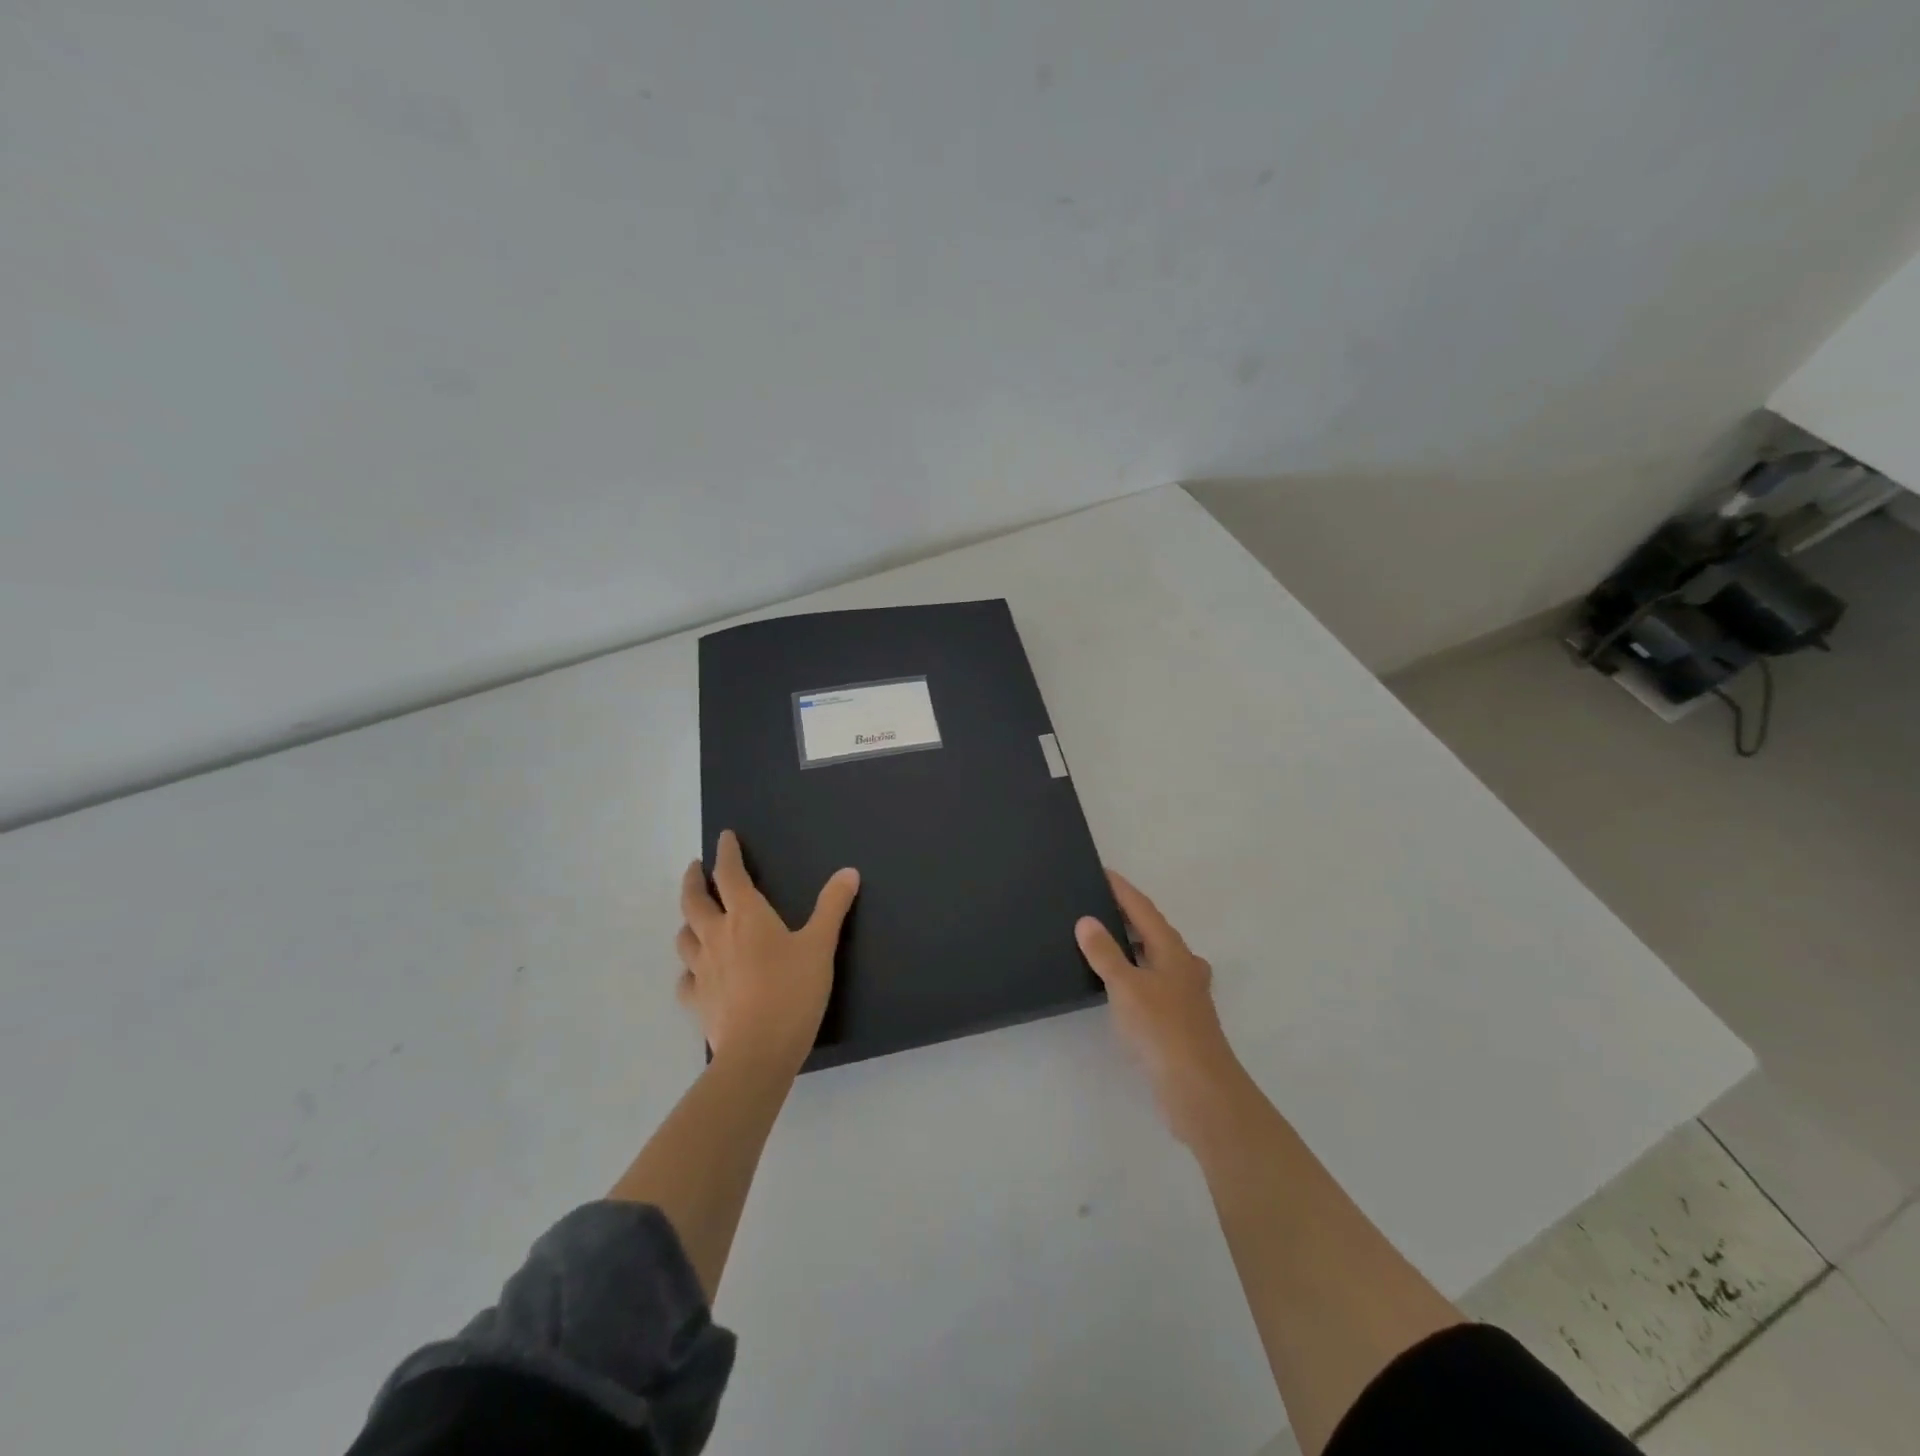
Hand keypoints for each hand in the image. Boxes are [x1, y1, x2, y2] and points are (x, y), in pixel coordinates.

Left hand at [676, 830, 859, 1070]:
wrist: (758, 1051)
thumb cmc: (792, 991)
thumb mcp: (821, 946)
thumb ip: (833, 907)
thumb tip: (849, 872)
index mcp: (747, 917)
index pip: (730, 875)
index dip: (727, 853)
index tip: (724, 837)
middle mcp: (717, 936)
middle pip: (694, 901)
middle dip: (694, 880)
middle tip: (695, 868)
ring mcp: (702, 970)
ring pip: (684, 937)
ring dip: (688, 921)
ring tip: (694, 917)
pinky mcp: (697, 1001)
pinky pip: (686, 978)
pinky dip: (689, 969)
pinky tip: (696, 973)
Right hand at [1076, 870, 1241, 1143]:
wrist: (1199, 1088)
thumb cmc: (1162, 1029)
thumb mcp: (1126, 986)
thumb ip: (1105, 953)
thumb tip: (1086, 920)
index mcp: (1172, 950)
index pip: (1144, 908)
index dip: (1122, 890)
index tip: (1102, 872)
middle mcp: (1183, 965)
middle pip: (1154, 929)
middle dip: (1128, 914)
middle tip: (1097, 903)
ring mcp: (1185, 993)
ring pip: (1156, 956)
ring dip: (1132, 944)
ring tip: (1103, 938)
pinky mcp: (1180, 1018)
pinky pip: (1153, 980)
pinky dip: (1135, 971)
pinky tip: (1119, 983)